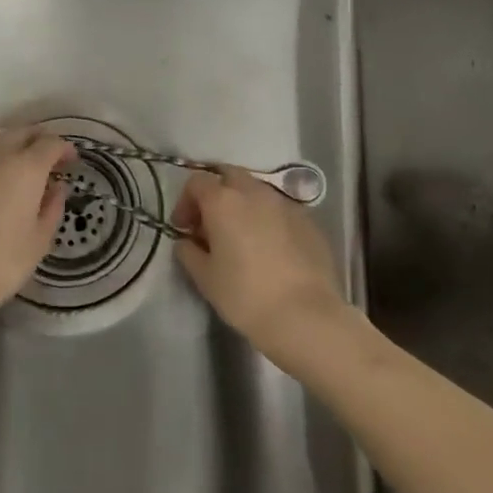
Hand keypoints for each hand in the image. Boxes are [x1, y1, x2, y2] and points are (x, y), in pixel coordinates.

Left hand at [0, 127, 73, 333]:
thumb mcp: (39, 241)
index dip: (64, 149)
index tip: (71, 161)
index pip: (50, 143)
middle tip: (47, 157)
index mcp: (25, 169)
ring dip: (8, 142)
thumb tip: (56, 186)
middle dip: (38, 139)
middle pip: (21, 132)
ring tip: (14, 162)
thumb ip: (52, 207)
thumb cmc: (0, 265)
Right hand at [173, 167, 349, 365]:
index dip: (185, 202)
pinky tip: (269, 248)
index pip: (196, 181)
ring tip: (241, 237)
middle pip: (228, 176)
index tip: (184, 228)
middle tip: (211, 225)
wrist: (306, 316)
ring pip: (256, 190)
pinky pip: (279, 209)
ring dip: (243, 204)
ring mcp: (285, 203)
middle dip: (216, 193)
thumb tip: (187, 241)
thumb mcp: (205, 278)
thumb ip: (189, 252)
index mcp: (223, 201)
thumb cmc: (246, 296)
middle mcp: (254, 192)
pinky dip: (267, 218)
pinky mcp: (308, 220)